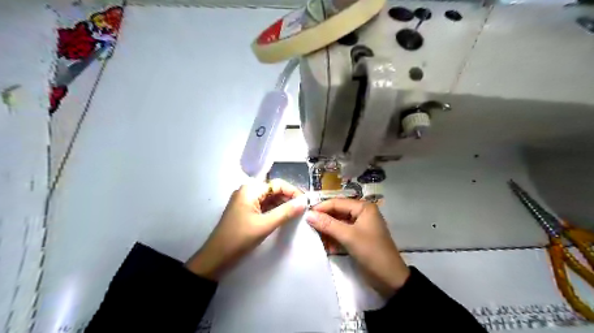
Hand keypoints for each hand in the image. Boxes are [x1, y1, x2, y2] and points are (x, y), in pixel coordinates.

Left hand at [185, 179, 305, 280]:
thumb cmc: (239, 238)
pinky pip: (263, 206)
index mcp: (250, 190)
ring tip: (295, 214)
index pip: (277, 184)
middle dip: (288, 198)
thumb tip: (304, 202)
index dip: (293, 191)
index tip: (305, 202)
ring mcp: (246, 201)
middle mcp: (248, 191)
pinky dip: (274, 210)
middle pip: (273, 190)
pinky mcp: (245, 211)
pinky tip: (283, 217)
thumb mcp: (265, 225)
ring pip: (269, 199)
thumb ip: (286, 212)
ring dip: (282, 205)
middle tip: (302, 209)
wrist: (216, 258)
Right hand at [305, 197, 408, 295]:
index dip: (321, 208)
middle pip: (337, 212)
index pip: (337, 203)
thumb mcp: (349, 237)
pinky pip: (341, 234)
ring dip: (326, 230)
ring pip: (337, 224)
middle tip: (306, 226)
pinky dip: (333, 238)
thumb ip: (328, 224)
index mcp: (363, 208)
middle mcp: (361, 213)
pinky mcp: (357, 238)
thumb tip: (308, 215)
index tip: (304, 215)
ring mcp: (359, 226)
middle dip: (323, 220)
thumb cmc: (371, 253)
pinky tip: (324, 245)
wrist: (390, 280)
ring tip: (313, 236)